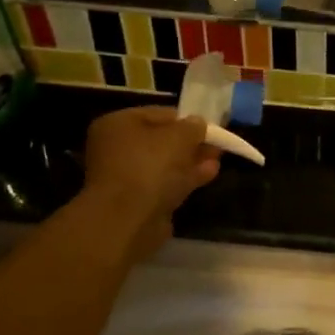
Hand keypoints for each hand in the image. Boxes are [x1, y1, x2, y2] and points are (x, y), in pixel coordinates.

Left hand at [79, 107, 220, 260]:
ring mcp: (126, 176)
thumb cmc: (149, 166)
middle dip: (191, 143)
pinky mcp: (137, 201)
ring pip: (165, 164)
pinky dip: (185, 179)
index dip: (187, 119)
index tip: (210, 126)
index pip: (158, 114)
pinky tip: (209, 174)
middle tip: (216, 145)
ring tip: (217, 160)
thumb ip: (193, 127)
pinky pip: (165, 184)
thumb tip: (199, 124)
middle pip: (161, 141)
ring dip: (191, 161)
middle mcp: (116, 148)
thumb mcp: (179, 136)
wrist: (129, 219)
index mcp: (118, 124)